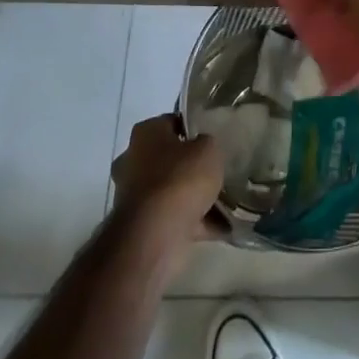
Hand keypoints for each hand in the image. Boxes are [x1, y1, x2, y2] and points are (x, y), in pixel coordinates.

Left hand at [110, 115, 224, 246]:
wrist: (155, 235)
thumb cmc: (180, 179)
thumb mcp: (208, 149)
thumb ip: (208, 144)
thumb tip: (203, 149)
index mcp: (145, 133)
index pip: (172, 122)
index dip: (193, 128)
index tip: (213, 137)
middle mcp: (133, 161)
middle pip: (169, 158)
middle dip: (190, 166)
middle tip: (217, 169)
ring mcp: (135, 196)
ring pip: (171, 190)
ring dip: (193, 197)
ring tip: (226, 200)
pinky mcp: (141, 226)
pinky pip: (174, 218)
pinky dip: (195, 223)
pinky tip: (223, 226)